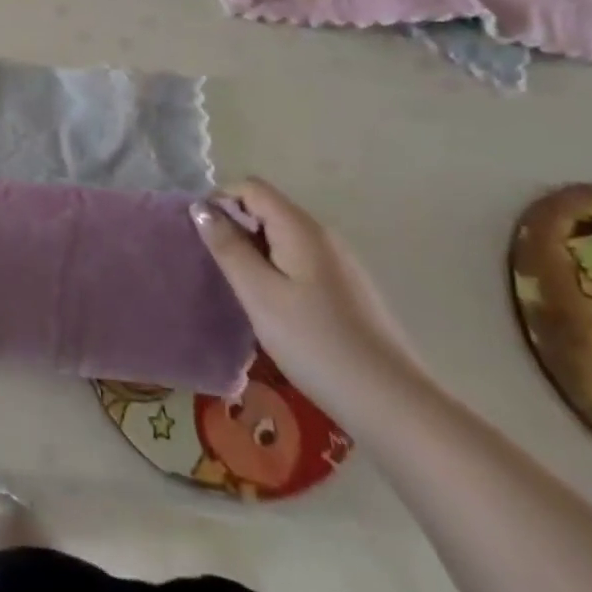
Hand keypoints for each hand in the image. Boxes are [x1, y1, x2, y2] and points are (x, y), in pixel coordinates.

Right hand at [192, 178, 431, 423]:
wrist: (391, 403)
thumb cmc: (315, 343)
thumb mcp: (259, 294)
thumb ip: (228, 247)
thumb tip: (200, 207)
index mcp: (301, 228)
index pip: (251, 188)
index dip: (220, 201)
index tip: (201, 236)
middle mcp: (323, 235)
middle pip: (268, 209)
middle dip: (235, 227)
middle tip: (216, 267)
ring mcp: (340, 262)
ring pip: (283, 237)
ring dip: (255, 251)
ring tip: (240, 289)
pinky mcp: (347, 288)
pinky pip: (300, 260)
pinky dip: (277, 270)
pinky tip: (274, 308)